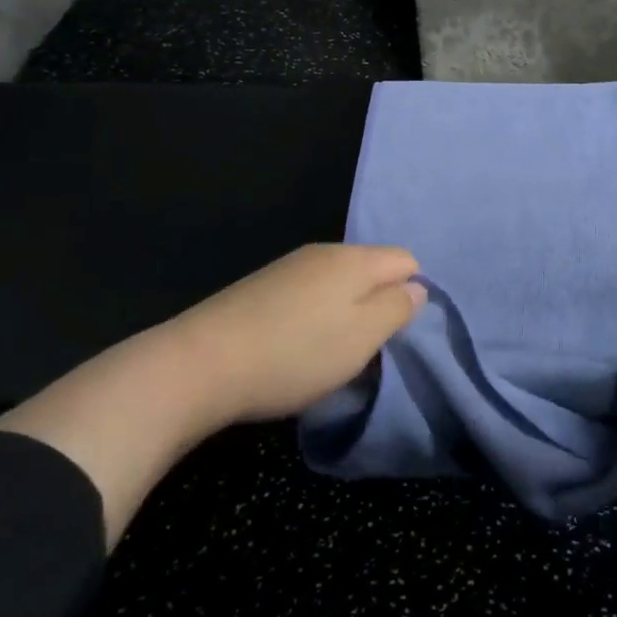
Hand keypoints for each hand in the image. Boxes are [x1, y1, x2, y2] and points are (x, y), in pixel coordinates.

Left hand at [163, 243, 426, 422]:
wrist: (200, 364)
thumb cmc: (295, 353)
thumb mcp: (362, 337)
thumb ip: (397, 308)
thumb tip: (417, 288)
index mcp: (354, 259)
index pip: (407, 261)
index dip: (411, 295)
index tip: (396, 334)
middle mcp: (324, 252)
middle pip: (372, 270)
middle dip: (377, 305)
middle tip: (366, 349)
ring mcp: (289, 267)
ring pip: (339, 284)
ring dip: (345, 314)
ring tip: (330, 354)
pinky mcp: (261, 287)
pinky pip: (309, 294)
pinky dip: (314, 317)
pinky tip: (296, 347)